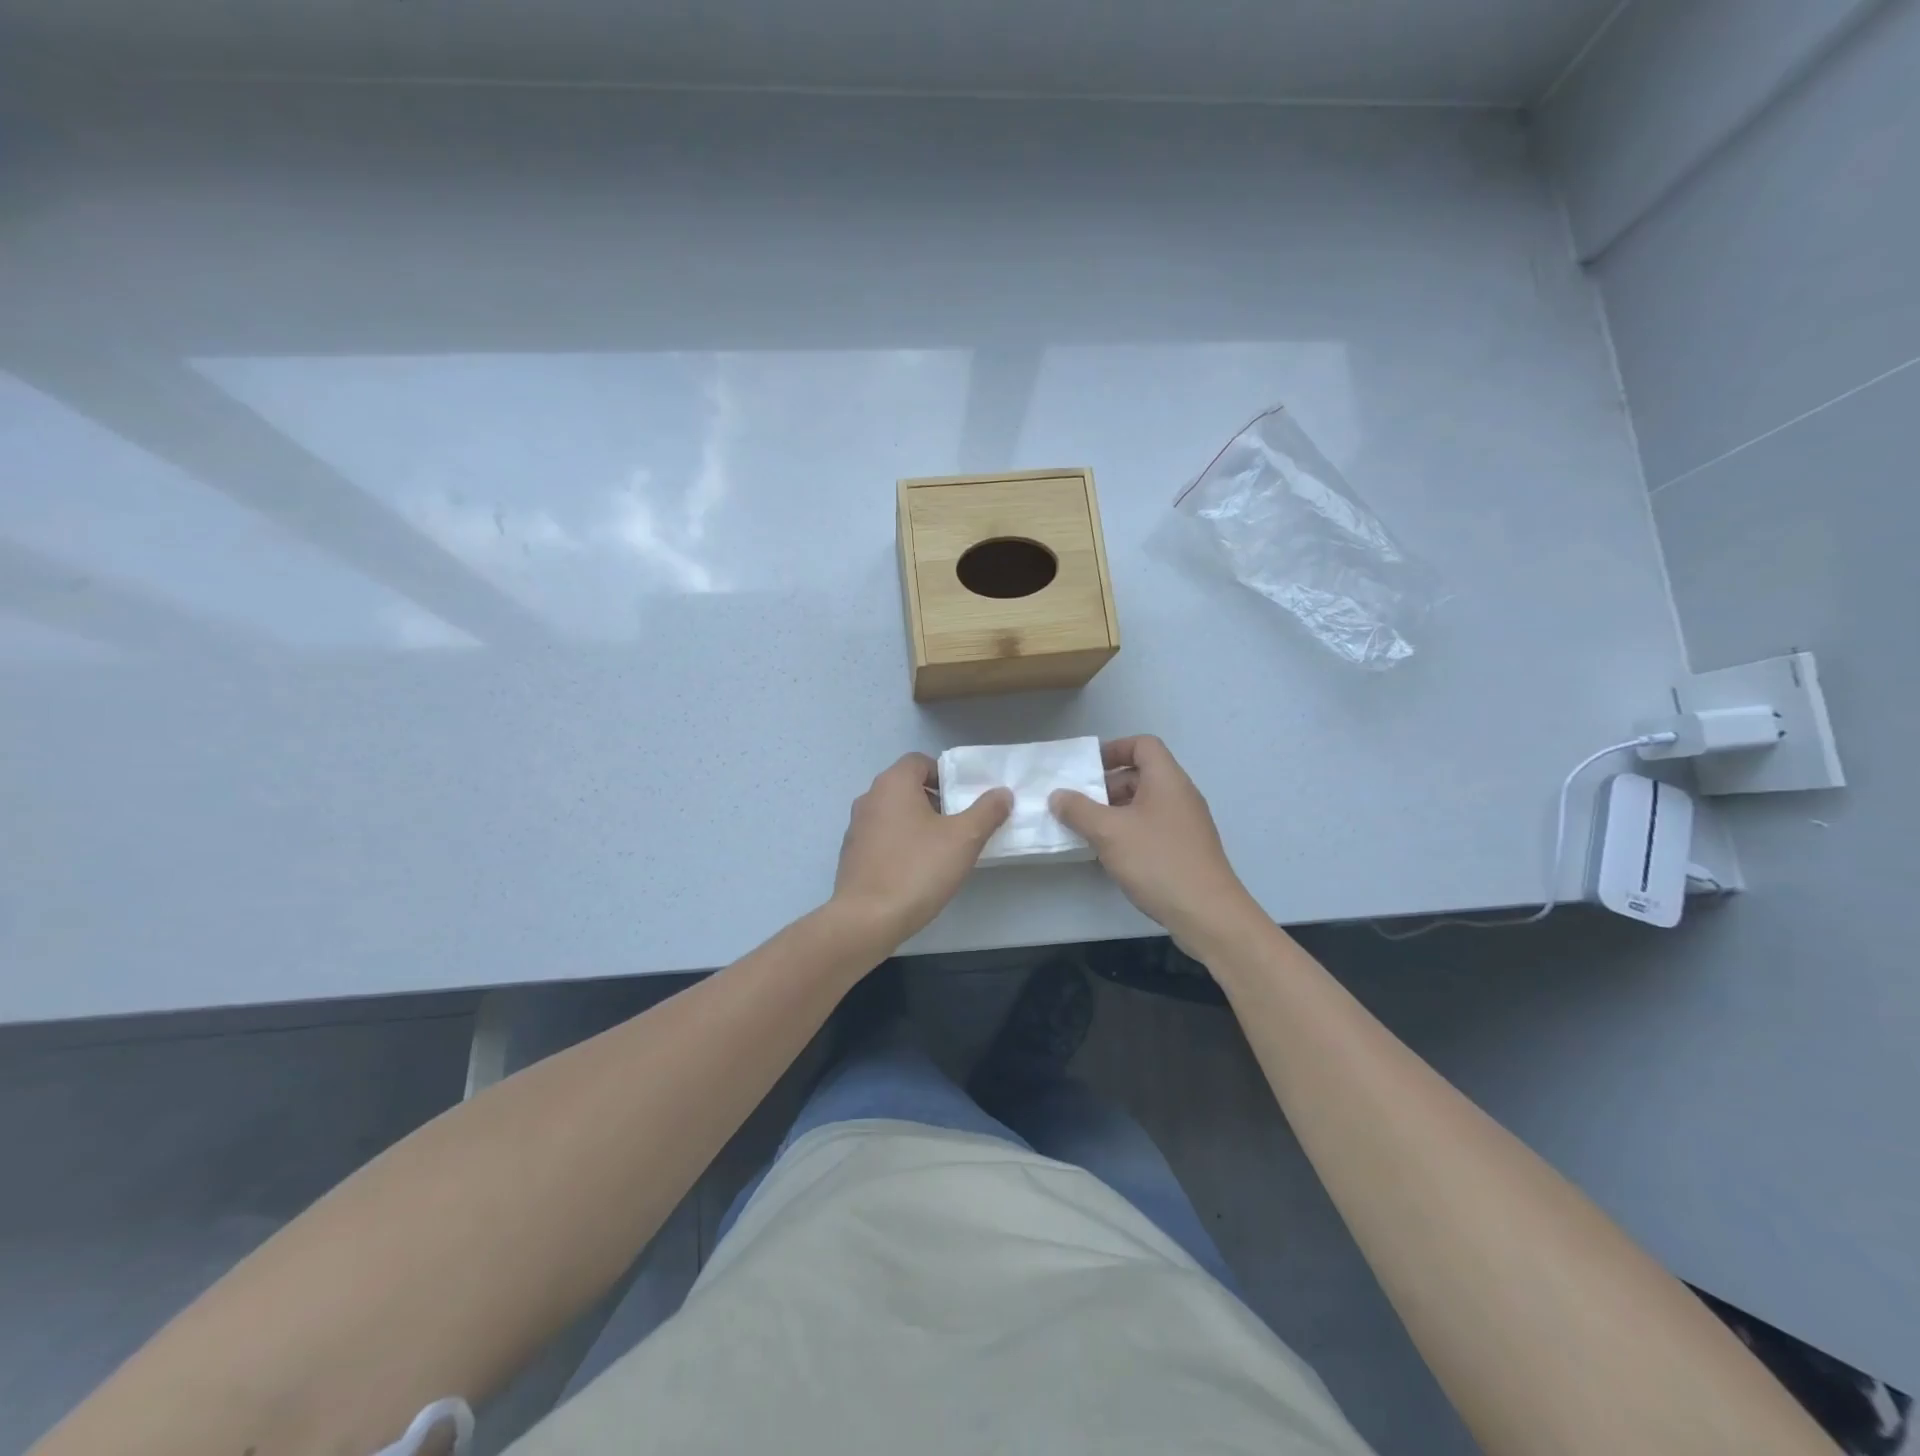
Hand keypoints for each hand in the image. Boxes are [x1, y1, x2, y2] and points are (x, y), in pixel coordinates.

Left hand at [832, 753, 1012, 946]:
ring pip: (893, 813)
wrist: (866, 919)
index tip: (963, 798)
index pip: (919, 761)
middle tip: (959, 824)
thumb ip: (987, 811)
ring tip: (941, 850)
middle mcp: (869, 798)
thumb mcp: (964, 839)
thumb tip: (1002, 793)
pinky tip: (916, 870)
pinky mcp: (851, 855)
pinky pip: (882, 838)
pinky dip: (900, 844)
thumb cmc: (917, 870)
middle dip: (934, 800)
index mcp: (893, 784)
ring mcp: (856, 827)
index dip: (944, 774)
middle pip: (906, 786)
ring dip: (917, 823)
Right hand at [1050, 736, 1264, 957]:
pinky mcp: (1186, 849)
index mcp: (1167, 780)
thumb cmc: (1157, 861)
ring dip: (1115, 811)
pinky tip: (1112, 855)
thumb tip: (1058, 796)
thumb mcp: (1109, 832)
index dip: (1114, 749)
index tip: (1087, 769)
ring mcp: (1186, 824)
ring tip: (1088, 831)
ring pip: (1145, 804)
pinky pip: (1153, 827)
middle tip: (1079, 804)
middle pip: (1142, 774)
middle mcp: (1180, 795)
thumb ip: (1078, 810)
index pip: (1143, 745)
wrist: (1207, 913)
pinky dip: (1130, 832)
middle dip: (1107, 785)